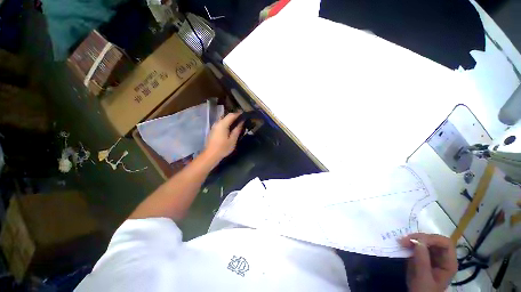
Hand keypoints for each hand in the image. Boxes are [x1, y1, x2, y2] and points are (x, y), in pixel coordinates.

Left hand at [204, 112, 242, 162]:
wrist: (210, 155)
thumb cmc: (223, 148)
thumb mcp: (233, 140)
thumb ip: (237, 130)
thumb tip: (241, 122)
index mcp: (222, 124)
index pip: (231, 115)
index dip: (238, 114)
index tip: (244, 114)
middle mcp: (217, 123)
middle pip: (226, 116)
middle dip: (234, 116)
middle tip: (242, 119)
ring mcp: (214, 126)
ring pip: (223, 119)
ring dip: (230, 119)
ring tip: (237, 123)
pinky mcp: (213, 130)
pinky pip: (221, 123)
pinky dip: (227, 123)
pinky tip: (230, 128)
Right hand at [400, 233, 457, 291]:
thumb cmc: (423, 291)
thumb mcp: (423, 278)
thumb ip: (422, 260)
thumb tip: (417, 240)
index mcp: (449, 263)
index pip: (445, 243)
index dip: (432, 239)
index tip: (415, 240)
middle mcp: (443, 257)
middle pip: (435, 240)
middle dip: (419, 238)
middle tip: (404, 240)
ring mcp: (432, 257)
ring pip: (426, 241)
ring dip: (413, 239)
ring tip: (402, 241)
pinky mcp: (422, 257)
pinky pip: (418, 246)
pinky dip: (410, 243)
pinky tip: (403, 245)